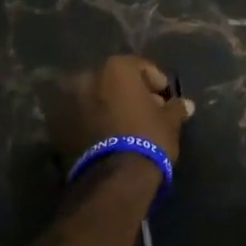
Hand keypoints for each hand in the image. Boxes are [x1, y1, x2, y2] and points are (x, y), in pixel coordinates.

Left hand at [40, 54, 193, 170]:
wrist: (113, 179)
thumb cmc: (147, 138)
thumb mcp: (169, 122)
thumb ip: (176, 108)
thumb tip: (186, 105)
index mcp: (116, 69)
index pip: (141, 66)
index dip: (156, 82)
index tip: (166, 99)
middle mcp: (88, 78)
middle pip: (115, 81)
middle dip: (131, 93)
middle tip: (148, 110)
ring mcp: (70, 102)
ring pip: (97, 98)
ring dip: (111, 107)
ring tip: (129, 126)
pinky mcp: (59, 128)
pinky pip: (84, 117)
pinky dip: (96, 122)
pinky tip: (112, 136)